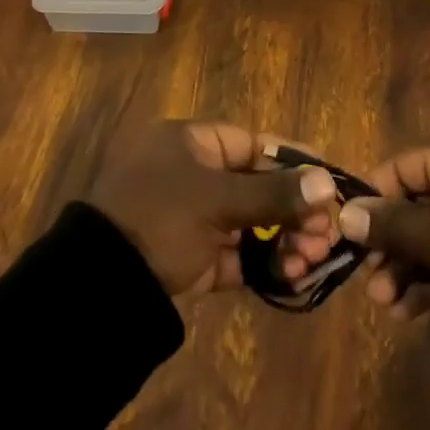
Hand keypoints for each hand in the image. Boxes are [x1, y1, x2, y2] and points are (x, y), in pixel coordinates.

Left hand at [88, 121, 340, 296]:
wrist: (101, 286)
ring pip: (249, 223)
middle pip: (255, 186)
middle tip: (325, 233)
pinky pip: (236, 255)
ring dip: (283, 239)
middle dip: (294, 209)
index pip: (253, 144)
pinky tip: (294, 276)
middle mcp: (192, 175)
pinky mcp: (191, 258)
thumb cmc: (160, 218)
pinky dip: (263, 264)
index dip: (292, 161)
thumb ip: (273, 193)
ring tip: (312, 258)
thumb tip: (327, 182)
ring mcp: (191, 218)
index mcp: (191, 144)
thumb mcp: (217, 200)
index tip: (329, 179)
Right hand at [338, 131, 429, 350]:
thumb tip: (345, 212)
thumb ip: (392, 225)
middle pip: (417, 199)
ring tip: (389, 306)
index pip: (401, 165)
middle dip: (390, 244)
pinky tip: (412, 309)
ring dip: (409, 264)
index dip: (373, 201)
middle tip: (371, 285)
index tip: (350, 239)